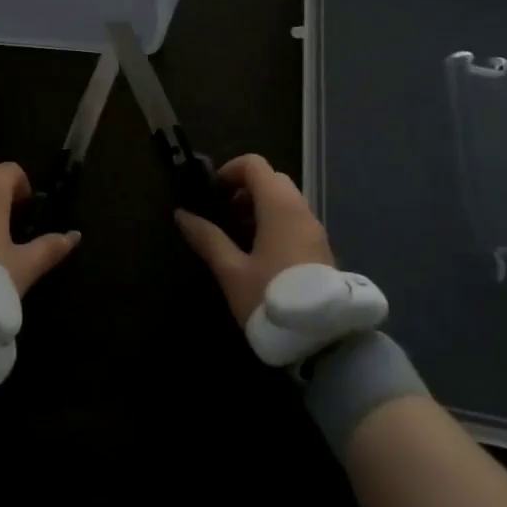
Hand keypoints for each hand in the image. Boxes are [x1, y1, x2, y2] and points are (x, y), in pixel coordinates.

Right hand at [175, 154, 334, 325]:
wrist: (325, 342)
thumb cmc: (272, 299)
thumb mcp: (231, 271)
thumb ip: (207, 239)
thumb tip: (181, 214)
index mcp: (279, 206)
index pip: (254, 164)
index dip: (229, 171)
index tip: (212, 194)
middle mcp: (301, 210)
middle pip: (271, 179)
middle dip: (244, 190)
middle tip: (224, 216)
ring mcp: (315, 230)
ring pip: (285, 200)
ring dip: (259, 207)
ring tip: (238, 238)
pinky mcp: (321, 249)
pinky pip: (295, 220)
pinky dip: (275, 223)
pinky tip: (259, 255)